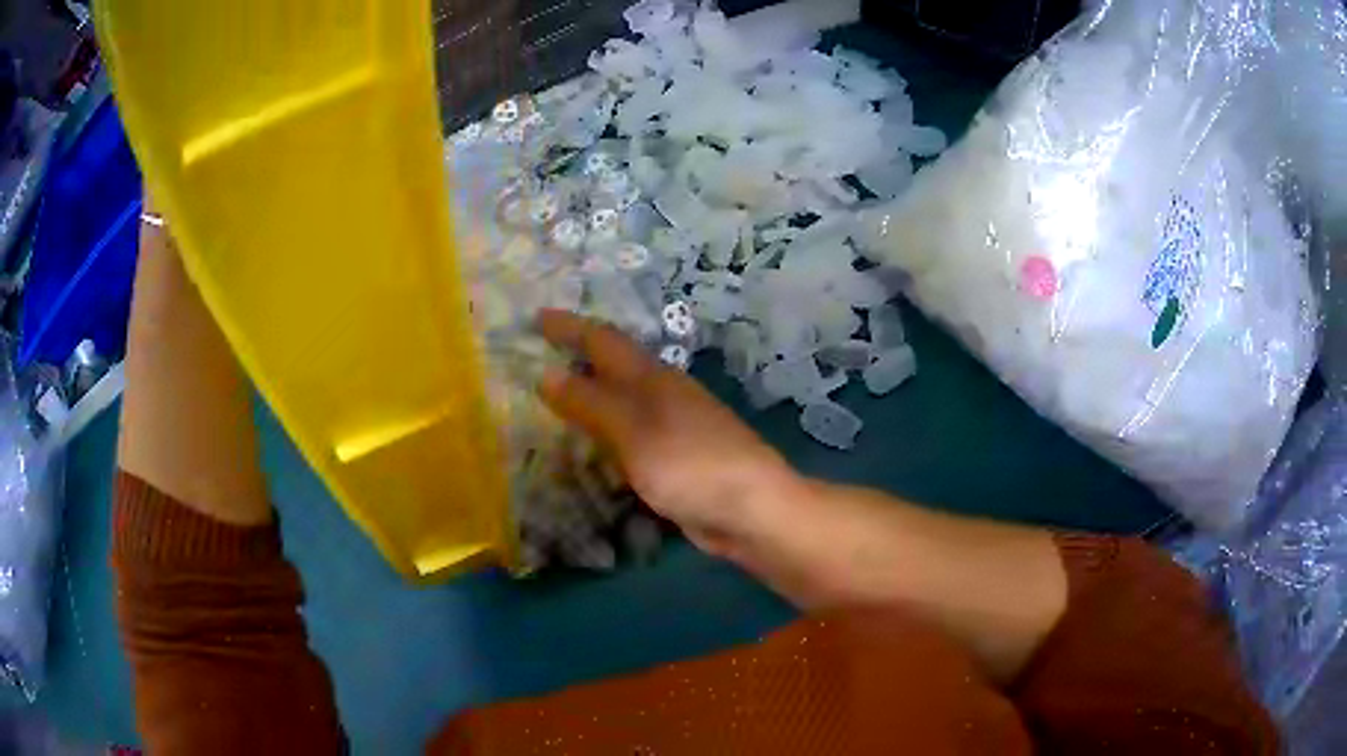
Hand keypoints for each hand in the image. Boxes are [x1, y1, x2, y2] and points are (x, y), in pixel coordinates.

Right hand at [535, 309, 801, 556]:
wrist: (751, 509)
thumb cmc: (690, 463)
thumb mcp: (633, 430)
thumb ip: (590, 403)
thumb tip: (547, 374)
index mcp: (652, 377)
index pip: (602, 340)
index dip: (569, 327)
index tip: (536, 318)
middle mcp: (662, 395)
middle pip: (613, 367)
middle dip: (577, 358)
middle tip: (537, 357)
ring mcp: (671, 428)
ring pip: (621, 404)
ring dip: (589, 398)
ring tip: (551, 402)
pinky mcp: (674, 461)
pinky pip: (628, 439)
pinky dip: (603, 437)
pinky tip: (588, 450)